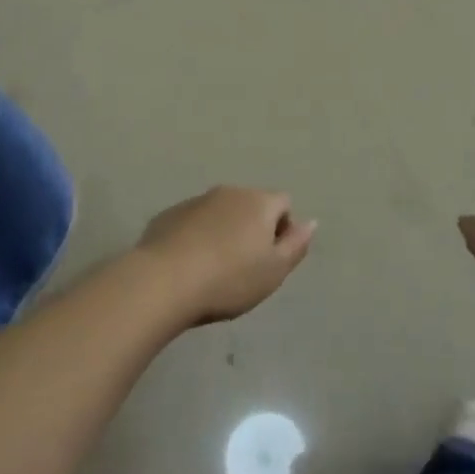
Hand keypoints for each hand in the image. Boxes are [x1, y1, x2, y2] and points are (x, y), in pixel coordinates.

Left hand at [138, 186, 315, 324]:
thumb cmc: (229, 279)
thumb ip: (296, 244)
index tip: (271, 260)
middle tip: (244, 268)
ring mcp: (196, 201)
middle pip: (251, 205)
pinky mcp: (169, 215)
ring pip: (220, 213)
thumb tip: (310, 222)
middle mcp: (229, 192)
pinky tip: (188, 266)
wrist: (164, 281)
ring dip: (223, 232)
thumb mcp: (274, 271)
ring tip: (213, 269)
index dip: (283, 229)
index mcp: (258, 202)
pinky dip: (196, 237)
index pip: (284, 203)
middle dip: (252, 229)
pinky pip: (192, 222)